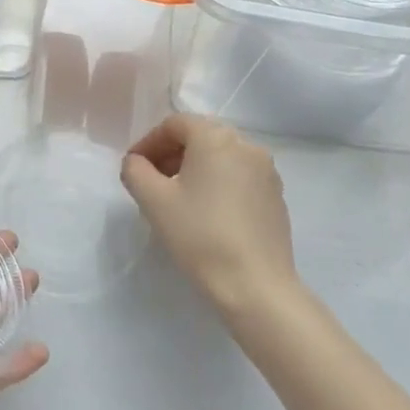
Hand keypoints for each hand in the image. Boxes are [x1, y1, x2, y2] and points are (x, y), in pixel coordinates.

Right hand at [121, 114, 299, 318]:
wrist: (255, 285)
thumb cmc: (199, 235)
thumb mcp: (153, 201)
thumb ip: (135, 171)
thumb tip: (137, 162)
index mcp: (216, 138)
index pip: (175, 124)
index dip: (149, 142)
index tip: (134, 168)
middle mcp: (246, 145)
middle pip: (200, 136)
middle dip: (171, 153)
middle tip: (151, 180)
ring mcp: (266, 171)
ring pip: (221, 156)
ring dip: (194, 167)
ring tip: (177, 197)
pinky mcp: (276, 196)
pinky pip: (239, 175)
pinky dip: (217, 182)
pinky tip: (206, 212)